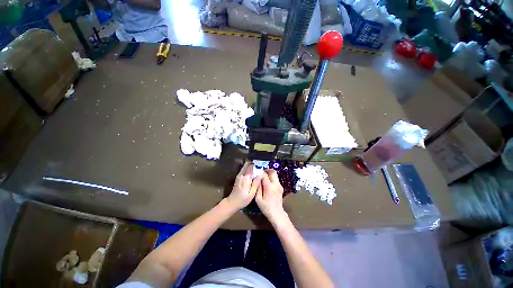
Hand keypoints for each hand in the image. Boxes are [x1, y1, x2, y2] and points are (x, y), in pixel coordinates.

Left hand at [226, 161, 261, 210]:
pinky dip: (248, 169)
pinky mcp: (238, 177)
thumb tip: (261, 173)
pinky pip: (243, 170)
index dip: (257, 165)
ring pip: (245, 166)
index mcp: (246, 178)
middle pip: (247, 164)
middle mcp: (241, 175)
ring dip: (250, 165)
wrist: (232, 202)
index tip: (262, 165)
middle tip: (259, 166)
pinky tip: (252, 173)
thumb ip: (256, 182)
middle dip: (253, 163)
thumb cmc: (243, 199)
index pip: (251, 166)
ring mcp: (239, 175)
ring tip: (257, 168)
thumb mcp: (252, 193)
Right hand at [256, 169, 286, 223]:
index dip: (260, 172)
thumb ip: (258, 188)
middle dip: (267, 170)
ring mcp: (279, 185)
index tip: (257, 172)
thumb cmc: (266, 207)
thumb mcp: (258, 199)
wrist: (277, 213)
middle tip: (262, 172)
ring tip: (265, 177)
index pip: (264, 174)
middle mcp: (275, 184)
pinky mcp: (281, 187)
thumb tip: (257, 180)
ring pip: (275, 175)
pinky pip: (276, 179)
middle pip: (272, 172)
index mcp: (269, 186)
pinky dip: (272, 178)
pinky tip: (268, 183)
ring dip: (270, 174)